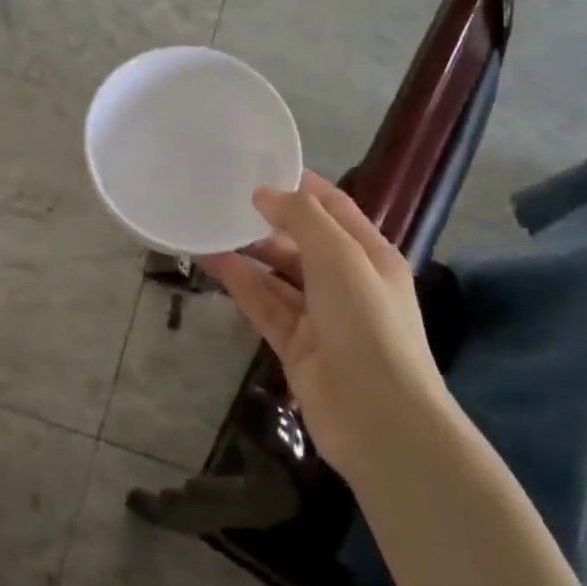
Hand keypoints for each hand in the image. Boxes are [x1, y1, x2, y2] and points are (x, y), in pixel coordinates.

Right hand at [199, 172, 447, 484]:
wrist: (378, 417)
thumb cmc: (367, 324)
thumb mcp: (340, 257)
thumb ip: (302, 218)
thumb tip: (264, 193)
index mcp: (370, 255)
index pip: (335, 208)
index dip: (301, 186)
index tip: (260, 167)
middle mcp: (347, 282)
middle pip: (303, 242)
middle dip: (268, 221)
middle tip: (223, 199)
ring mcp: (320, 316)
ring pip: (278, 275)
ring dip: (248, 253)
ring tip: (208, 227)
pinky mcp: (295, 345)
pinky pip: (264, 305)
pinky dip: (241, 284)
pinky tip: (213, 264)